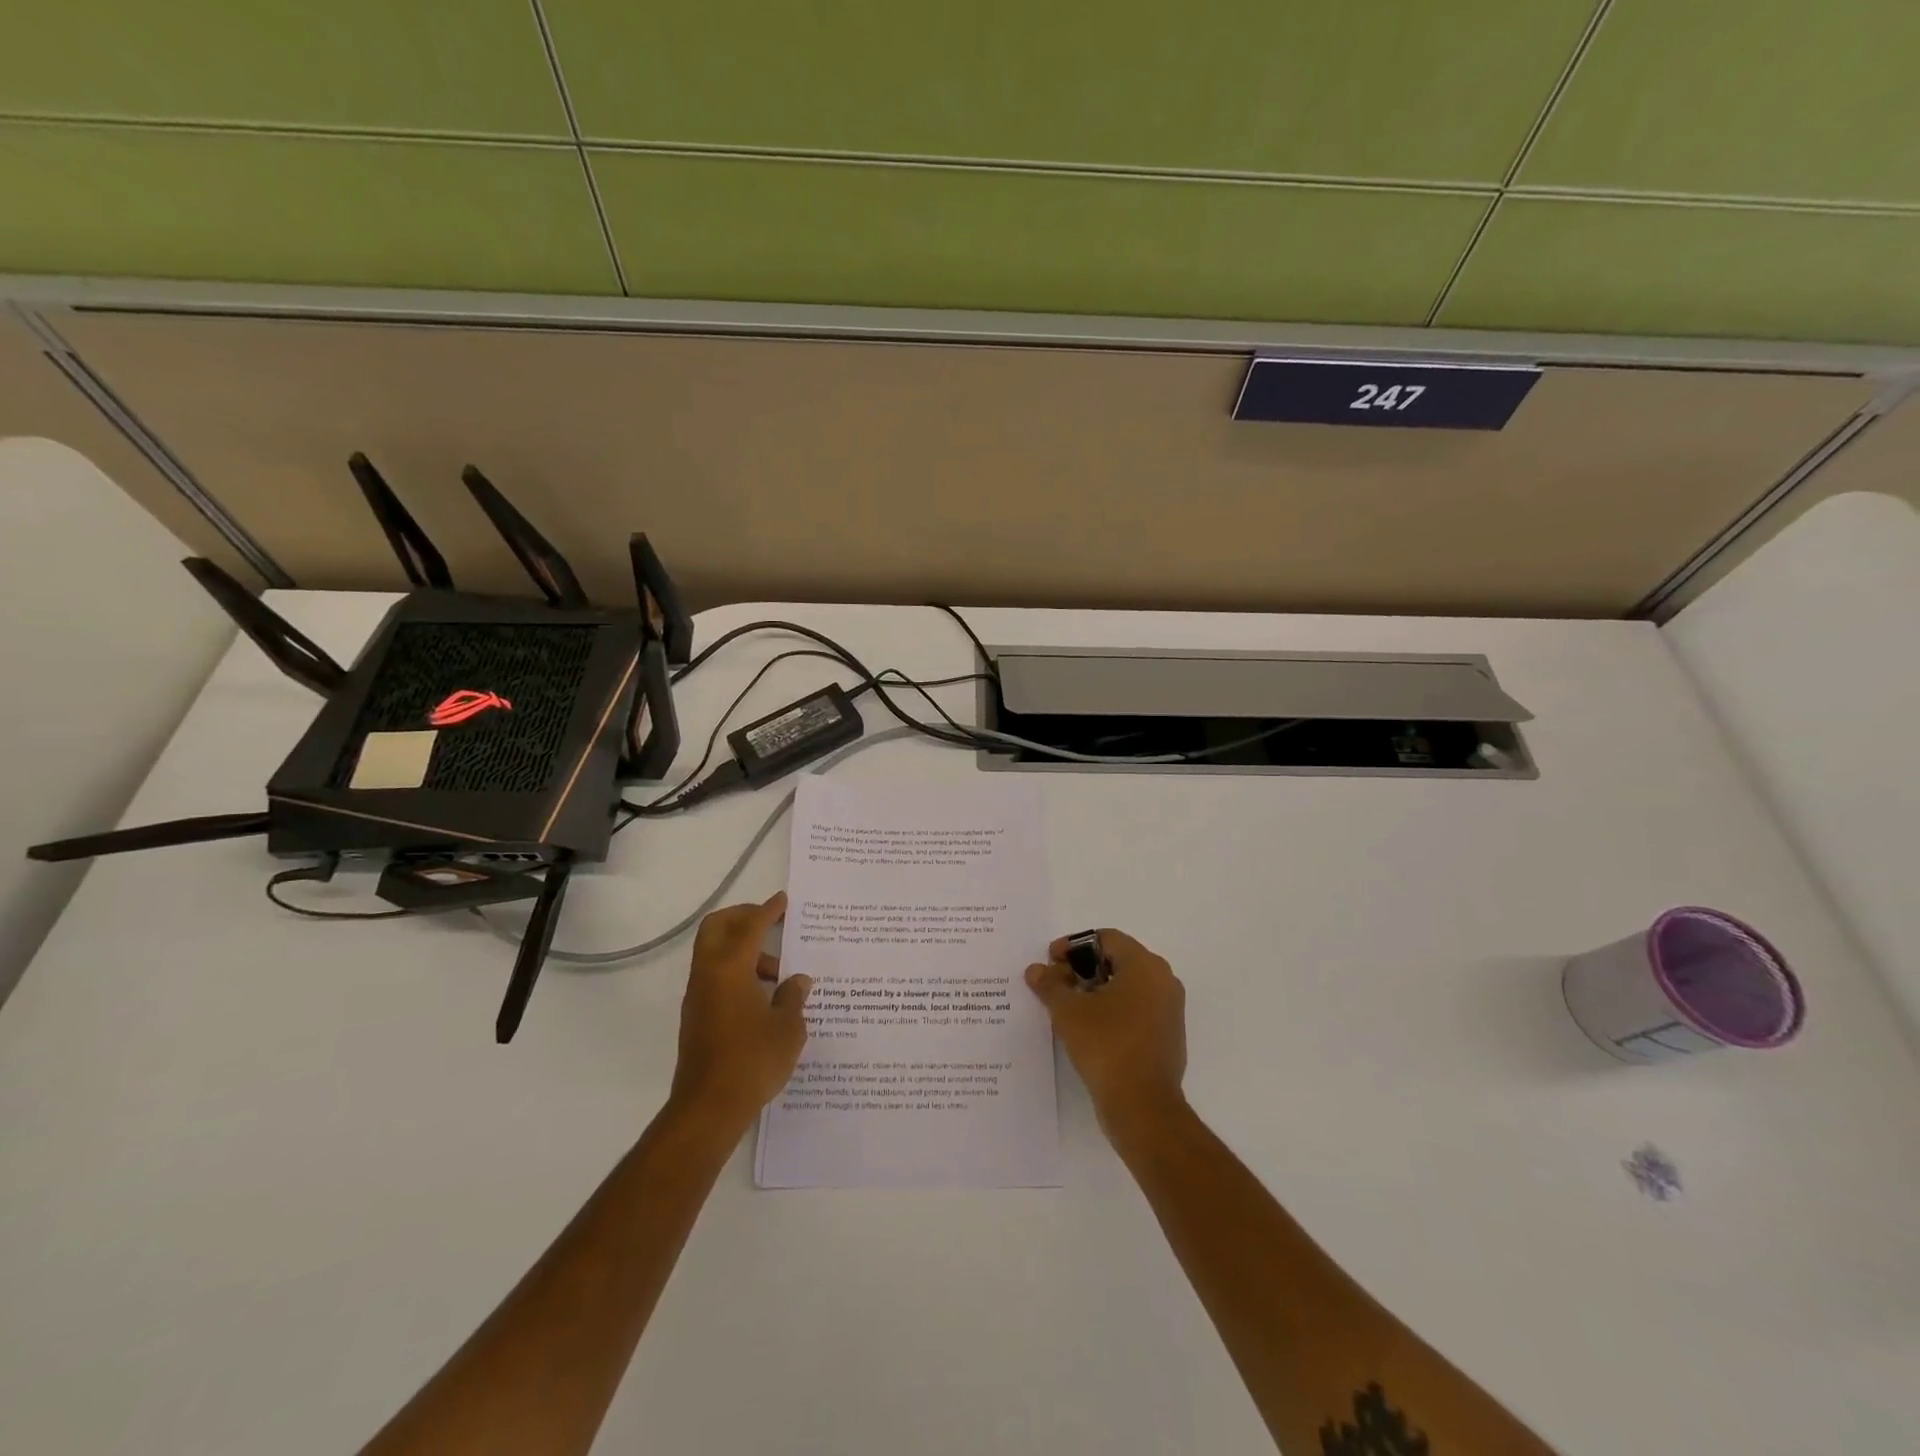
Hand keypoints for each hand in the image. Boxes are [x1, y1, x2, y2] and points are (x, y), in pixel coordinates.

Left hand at [669, 894, 811, 1131]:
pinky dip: (737, 973)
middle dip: (743, 918)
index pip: (749, 927)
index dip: (767, 910)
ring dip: (744, 952)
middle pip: (717, 928)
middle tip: (771, 923)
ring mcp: (698, 997)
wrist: (708, 1109)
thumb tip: (796, 981)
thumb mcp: (787, 1028)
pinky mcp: (696, 1018)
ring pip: (716, 954)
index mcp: (729, 969)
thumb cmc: (752, 1061)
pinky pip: (716, 978)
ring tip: (777, 975)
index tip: (783, 900)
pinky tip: (763, 998)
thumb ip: (793, 997)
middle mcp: (708, 976)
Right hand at [1025, 929, 1186, 1138]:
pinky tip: (1088, 1027)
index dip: (1073, 946)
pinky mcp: (1168, 1035)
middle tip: (1056, 983)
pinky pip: (1137, 1008)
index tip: (1051, 962)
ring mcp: (1169, 1009)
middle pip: (1117, 959)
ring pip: (1127, 985)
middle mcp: (1163, 980)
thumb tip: (1036, 970)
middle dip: (1083, 967)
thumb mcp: (1068, 1011)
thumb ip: (1050, 984)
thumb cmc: (1106, 1046)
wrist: (1142, 1107)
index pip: (1106, 938)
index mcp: (1145, 965)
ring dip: (1096, 989)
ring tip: (1067, 1006)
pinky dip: (1112, 1009)